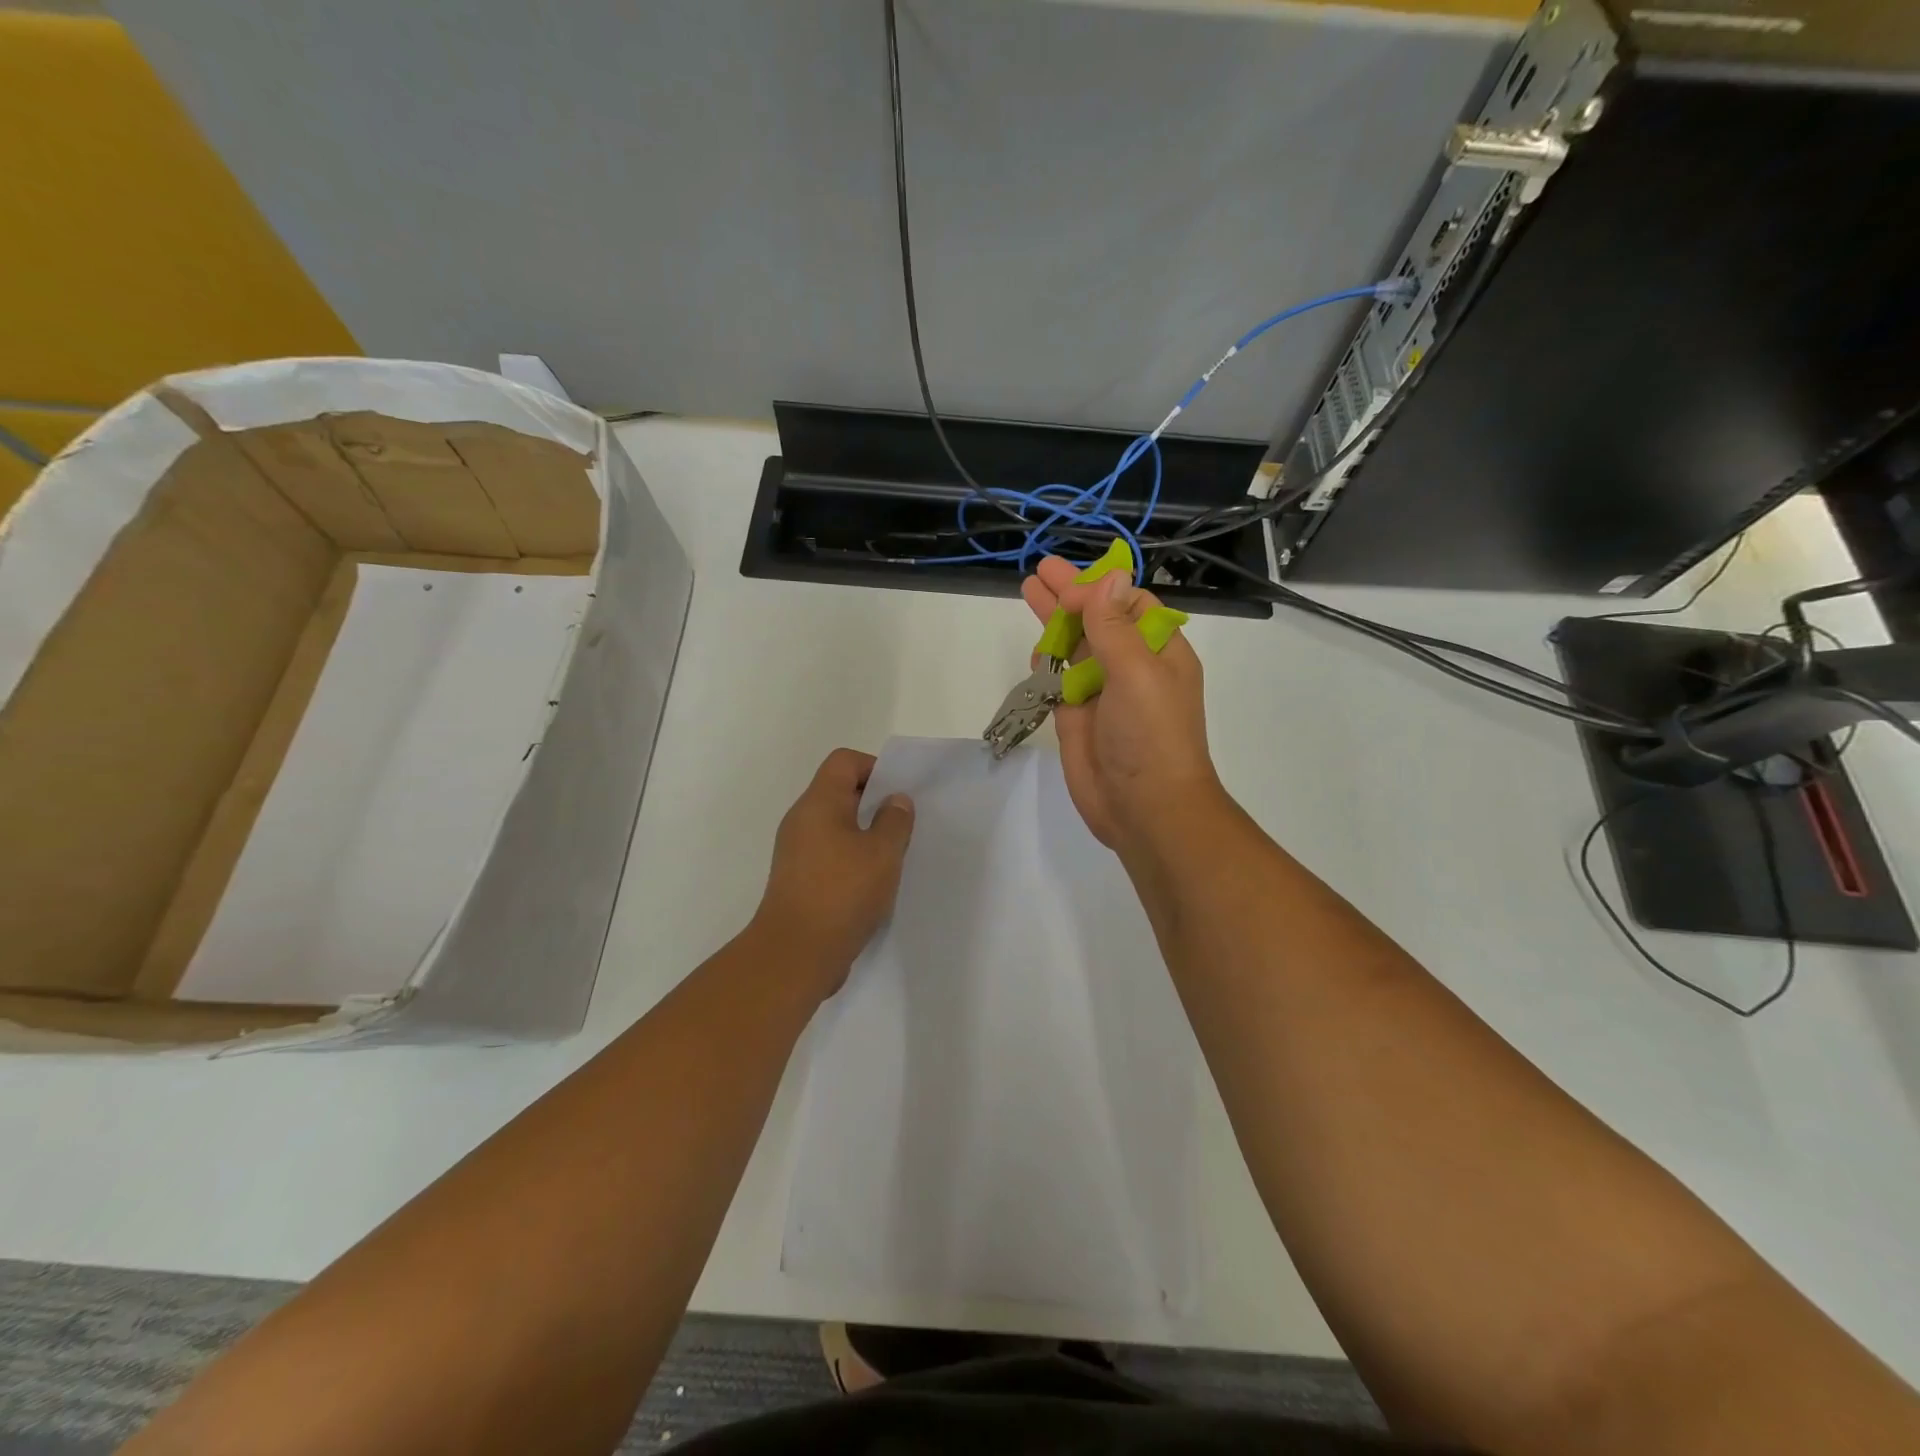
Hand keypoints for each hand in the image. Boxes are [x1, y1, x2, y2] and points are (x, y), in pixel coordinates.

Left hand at [753, 748, 914, 995]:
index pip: (844, 761)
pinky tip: (875, 884)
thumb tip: (895, 800)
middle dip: (875, 804)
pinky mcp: (799, 880)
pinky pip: (831, 855)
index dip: (875, 769)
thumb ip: (895, 820)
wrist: (795, 955)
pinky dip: (853, 860)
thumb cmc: (842, 893)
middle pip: (840, 792)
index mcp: (819, 803)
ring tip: (894, 858)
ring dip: (866, 836)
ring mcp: (797, 852)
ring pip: (837, 827)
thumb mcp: (882, 853)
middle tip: (904, 827)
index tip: (899, 797)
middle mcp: (802, 821)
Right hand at [1021, 558, 1220, 850]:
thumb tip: (1110, 578)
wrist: (1145, 808)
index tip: (1068, 585)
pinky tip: (1036, 648)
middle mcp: (1131, 667)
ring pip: (1076, 648)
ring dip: (1054, 621)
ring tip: (1029, 591)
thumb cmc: (1151, 735)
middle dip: (1070, 595)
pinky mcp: (1077, 718)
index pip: (1130, 605)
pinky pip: (1060, 682)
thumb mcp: (1137, 671)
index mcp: (1159, 652)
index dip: (1100, 589)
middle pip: (1098, 619)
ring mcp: (1102, 693)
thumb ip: (1115, 625)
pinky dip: (1048, 663)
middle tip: (1040, 570)